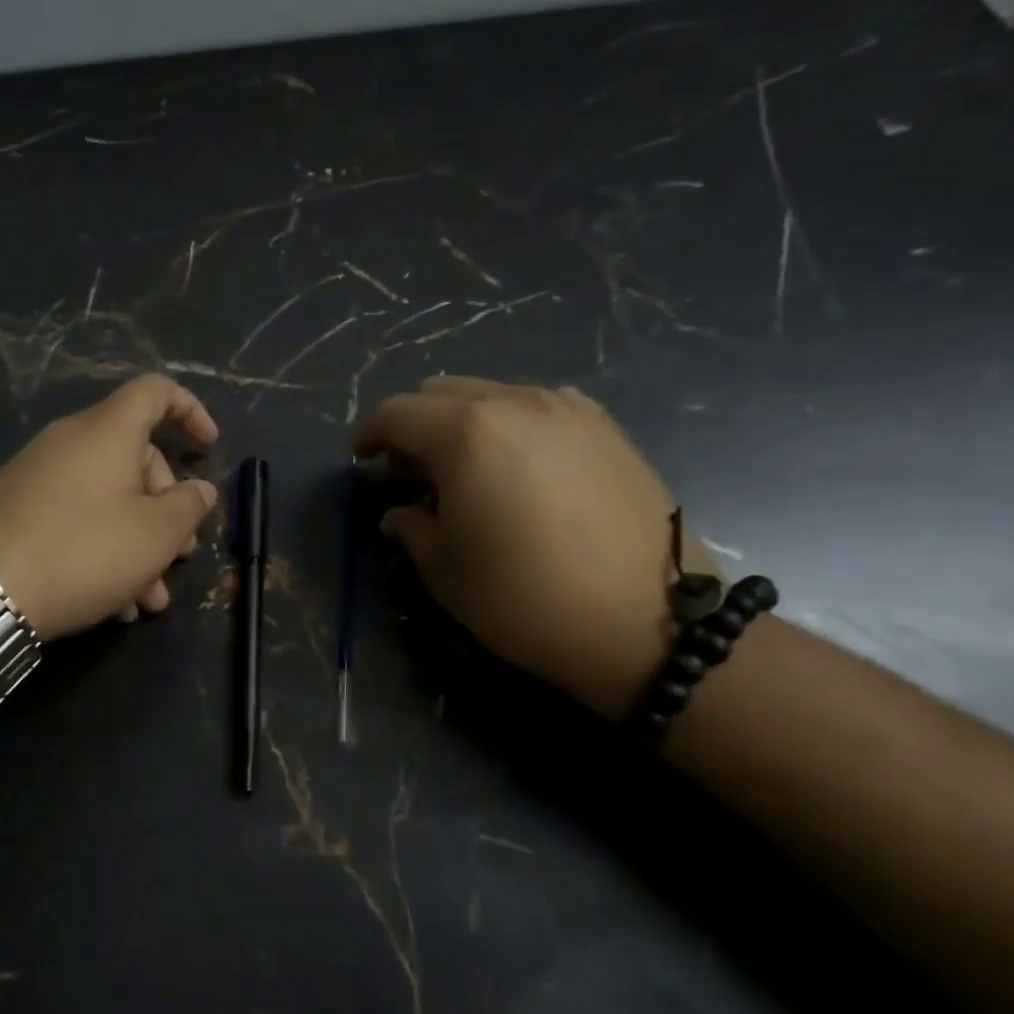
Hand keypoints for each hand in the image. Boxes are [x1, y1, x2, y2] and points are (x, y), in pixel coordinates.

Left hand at [0, 375, 220, 640]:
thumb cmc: (81, 551)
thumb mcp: (154, 535)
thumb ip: (188, 507)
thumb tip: (200, 490)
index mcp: (107, 431)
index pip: (155, 392)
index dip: (190, 411)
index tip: (208, 449)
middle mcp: (70, 442)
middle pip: (135, 456)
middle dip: (167, 508)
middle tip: (180, 556)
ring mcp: (36, 476)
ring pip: (106, 498)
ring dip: (138, 544)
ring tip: (148, 601)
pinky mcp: (13, 510)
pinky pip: (73, 518)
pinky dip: (101, 550)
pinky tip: (110, 604)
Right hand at [351, 377, 713, 716]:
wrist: (652, 621)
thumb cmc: (528, 598)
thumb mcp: (447, 572)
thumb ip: (412, 527)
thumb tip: (399, 512)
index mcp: (465, 433)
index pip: (396, 413)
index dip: (369, 433)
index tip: (361, 458)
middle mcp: (514, 402)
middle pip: (440, 392)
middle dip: (413, 425)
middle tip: (410, 471)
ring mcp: (565, 408)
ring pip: (489, 393)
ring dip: (460, 421)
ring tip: (466, 469)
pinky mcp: (604, 425)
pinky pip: (536, 405)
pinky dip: (508, 423)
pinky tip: (519, 465)